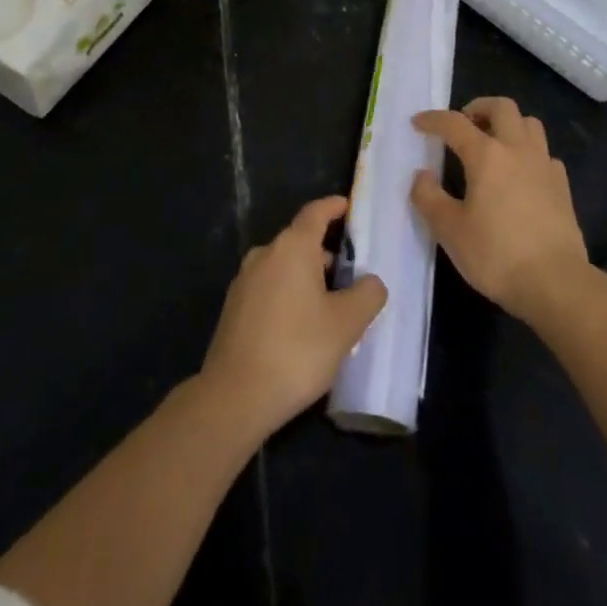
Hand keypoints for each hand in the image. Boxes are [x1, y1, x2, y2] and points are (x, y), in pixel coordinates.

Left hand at [201, 196, 387, 440]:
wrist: (234, 397)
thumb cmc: (297, 350)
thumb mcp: (346, 324)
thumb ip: (367, 295)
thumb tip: (372, 282)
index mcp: (292, 247)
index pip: (316, 212)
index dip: (335, 207)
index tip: (351, 208)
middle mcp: (265, 254)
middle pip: (300, 240)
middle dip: (327, 251)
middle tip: (353, 271)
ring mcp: (245, 280)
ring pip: (284, 266)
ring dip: (308, 276)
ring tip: (332, 304)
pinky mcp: (234, 308)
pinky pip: (270, 287)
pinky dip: (290, 294)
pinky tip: (303, 326)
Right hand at [411, 97, 588, 323]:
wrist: (556, 283)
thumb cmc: (497, 255)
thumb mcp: (450, 231)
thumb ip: (429, 198)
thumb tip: (422, 175)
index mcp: (486, 155)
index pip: (455, 123)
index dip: (433, 119)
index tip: (418, 122)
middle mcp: (517, 149)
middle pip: (502, 107)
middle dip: (478, 108)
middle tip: (464, 125)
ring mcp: (544, 165)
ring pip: (529, 123)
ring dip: (508, 124)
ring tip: (493, 143)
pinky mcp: (562, 186)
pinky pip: (544, 153)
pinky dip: (529, 152)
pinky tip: (520, 174)